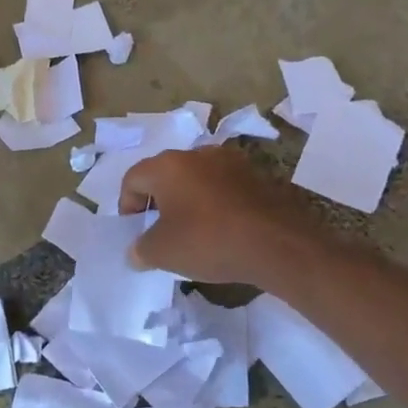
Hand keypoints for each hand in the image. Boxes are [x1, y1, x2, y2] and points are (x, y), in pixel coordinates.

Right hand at [118, 146, 321, 288]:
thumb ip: (141, 250)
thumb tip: (136, 251)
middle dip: (158, 202)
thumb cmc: (209, 242)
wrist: (280, 244)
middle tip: (161, 232)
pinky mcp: (258, 176)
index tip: (136, 231)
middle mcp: (198, 154)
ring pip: (197, 179)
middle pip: (165, 175)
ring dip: (189, 201)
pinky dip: (217, 205)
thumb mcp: (163, 253)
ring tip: (194, 232)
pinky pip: (225, 188)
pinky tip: (224, 230)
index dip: (127, 206)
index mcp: (168, 165)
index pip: (133, 178)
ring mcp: (232, 162)